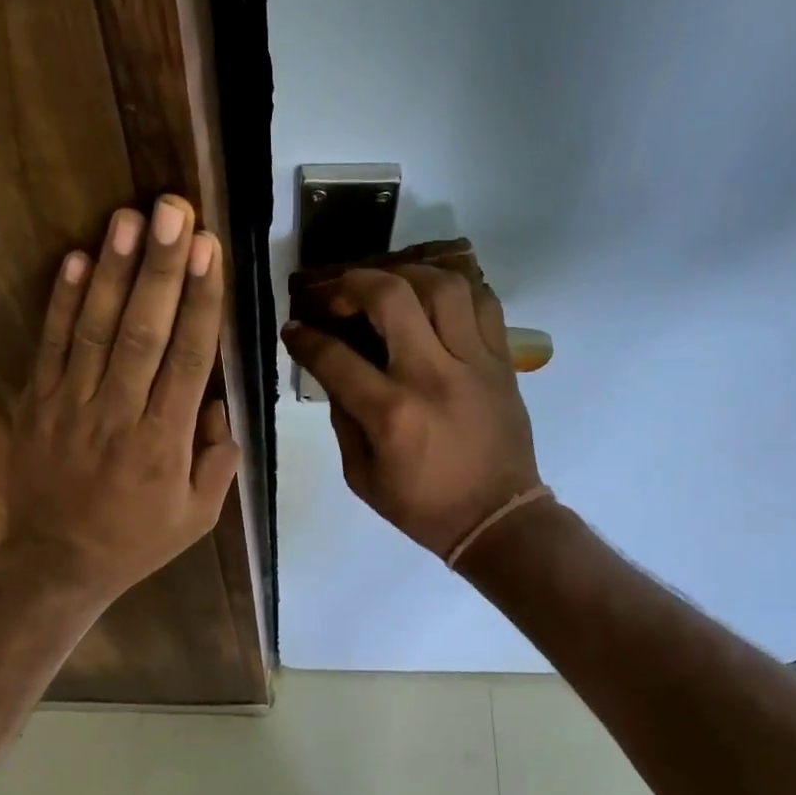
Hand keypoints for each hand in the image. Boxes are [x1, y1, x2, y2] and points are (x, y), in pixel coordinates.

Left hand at [4, 196, 237, 602]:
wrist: (57, 562)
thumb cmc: (135, 540)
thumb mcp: (198, 517)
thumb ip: (218, 460)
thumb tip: (218, 403)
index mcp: (165, 442)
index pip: (189, 359)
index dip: (201, 301)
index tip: (211, 251)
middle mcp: (120, 414)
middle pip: (144, 331)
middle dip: (162, 267)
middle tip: (174, 210)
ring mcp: (72, 405)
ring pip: (96, 329)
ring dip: (115, 271)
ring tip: (129, 217)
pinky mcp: (38, 403)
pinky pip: (51, 347)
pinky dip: (63, 302)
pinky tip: (78, 259)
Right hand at [282, 266, 540, 557]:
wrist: (497, 519)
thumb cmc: (423, 507)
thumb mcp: (362, 477)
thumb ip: (343, 420)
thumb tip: (333, 373)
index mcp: (390, 413)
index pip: (335, 356)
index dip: (304, 338)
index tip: (294, 329)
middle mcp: (431, 375)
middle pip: (391, 297)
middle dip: (353, 284)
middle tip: (339, 296)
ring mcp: (473, 362)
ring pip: (443, 285)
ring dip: (407, 275)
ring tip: (389, 287)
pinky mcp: (502, 361)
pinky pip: (484, 302)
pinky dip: (455, 289)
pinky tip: (434, 300)